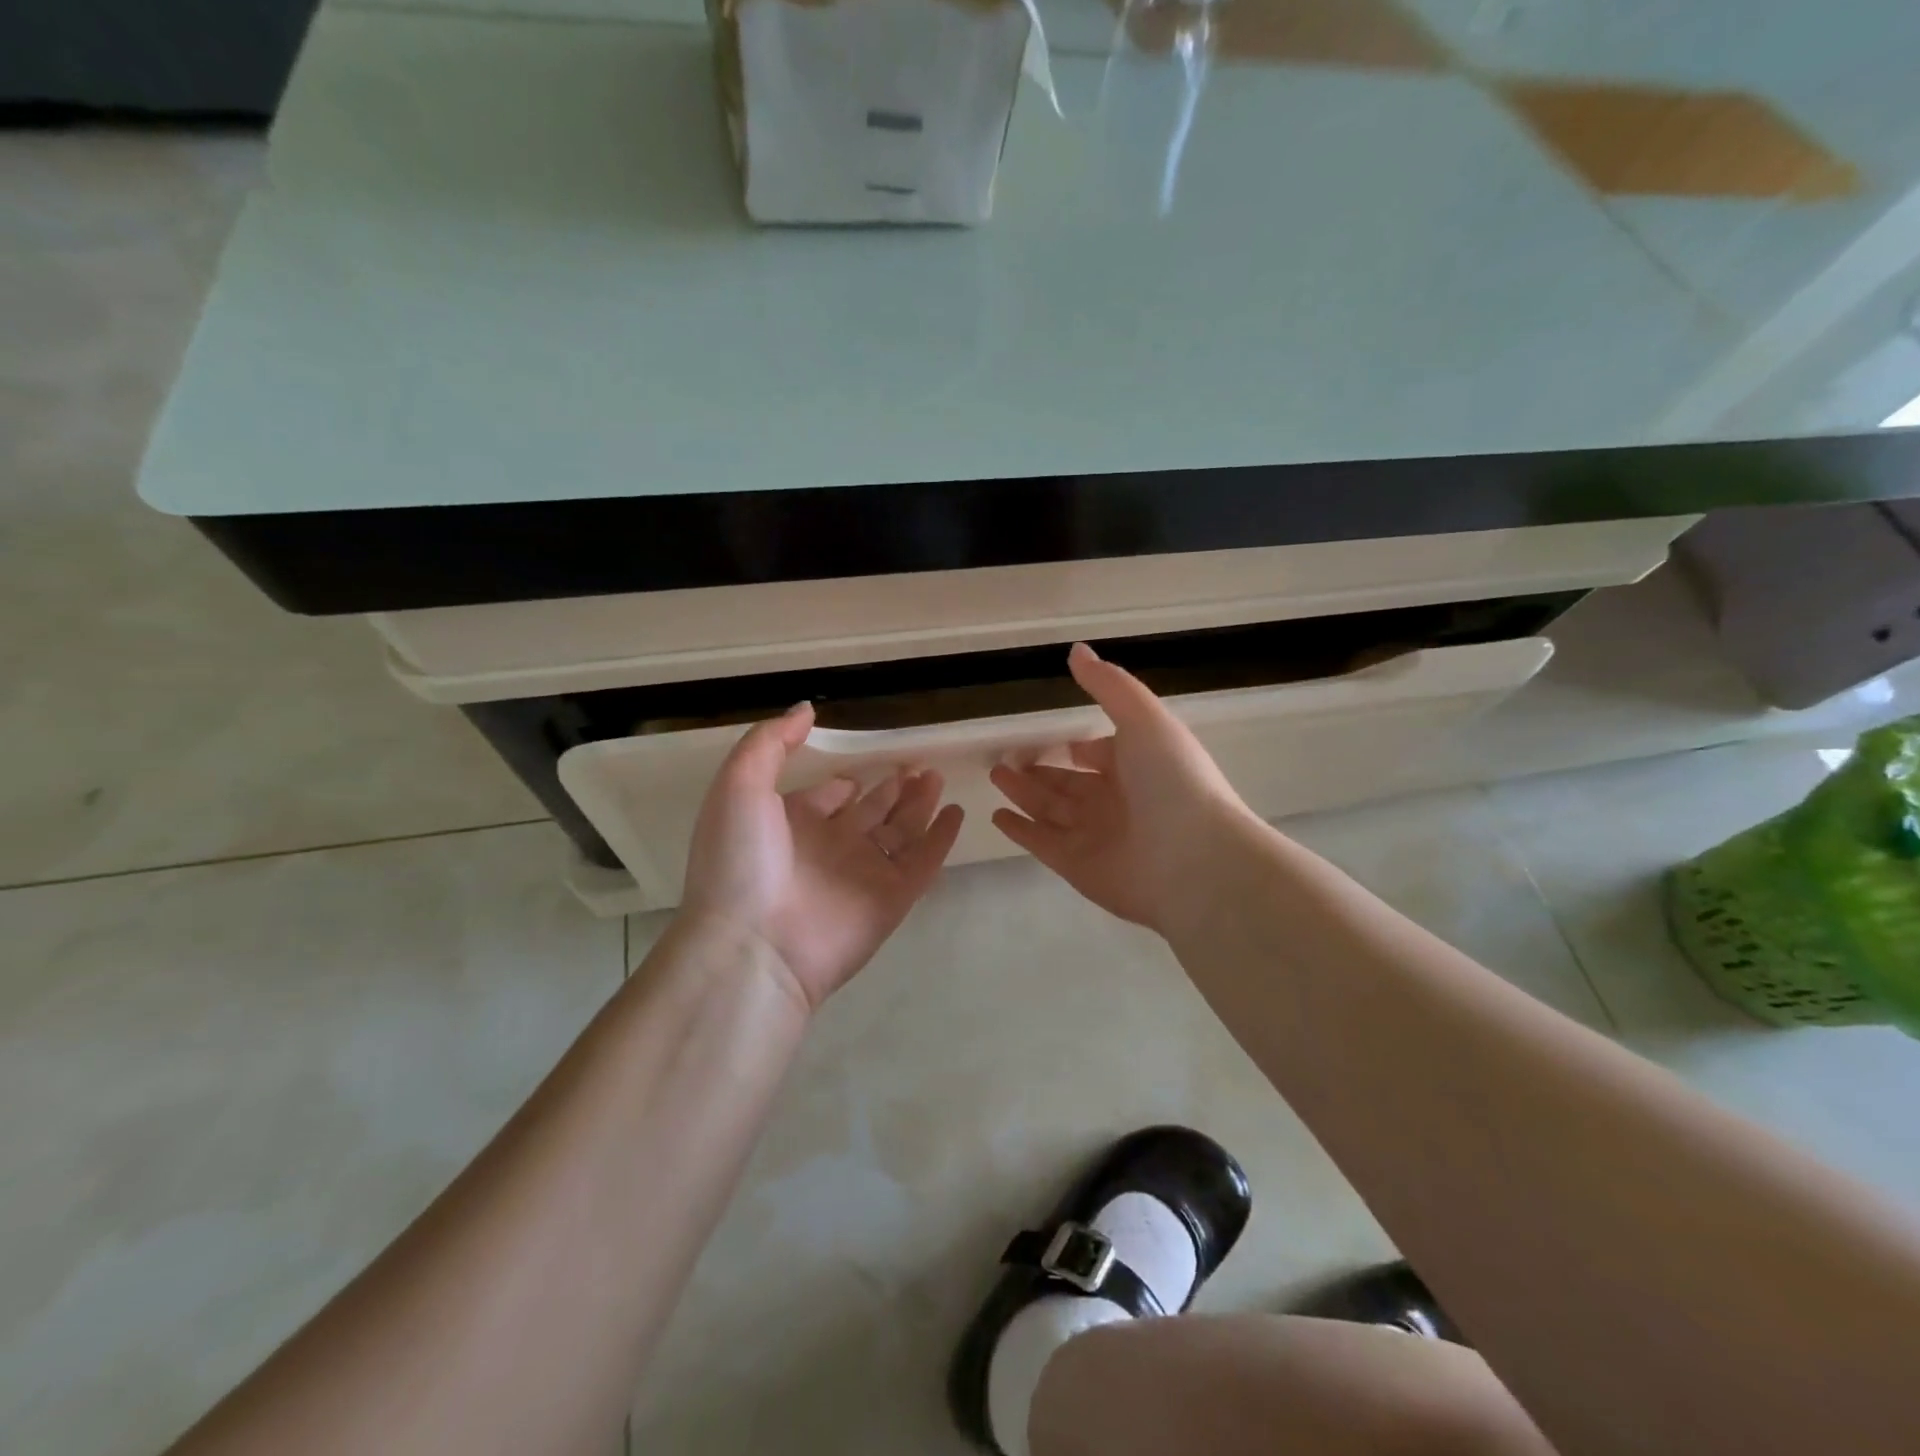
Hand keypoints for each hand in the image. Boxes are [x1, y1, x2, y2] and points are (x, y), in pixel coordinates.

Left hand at [680, 703, 965, 1010]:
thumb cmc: (740, 860)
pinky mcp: (891, 899)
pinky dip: (941, 839)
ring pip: (899, 832)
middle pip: (869, 813)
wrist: (754, 945)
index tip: (857, 771)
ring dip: (918, 805)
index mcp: (791, 826)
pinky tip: (955, 813)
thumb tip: (806, 710)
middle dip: (890, 790)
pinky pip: (923, 862)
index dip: (839, 786)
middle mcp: (829, 848)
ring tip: (936, 776)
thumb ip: (770, 742)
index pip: (823, 800)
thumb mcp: (740, 785)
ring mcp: (863, 874)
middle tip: (915, 765)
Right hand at [990, 643, 1257, 935]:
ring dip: (1023, 794)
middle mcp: (1116, 802)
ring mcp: (1096, 836)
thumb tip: (1077, 650)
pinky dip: (1020, 830)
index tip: (1044, 737)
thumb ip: (1109, 685)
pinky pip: (1042, 843)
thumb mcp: (1143, 719)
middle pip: (1069, 784)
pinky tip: (997, 815)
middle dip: (1038, 771)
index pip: (1098, 755)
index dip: (1074, 747)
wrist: (1194, 860)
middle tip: (1004, 759)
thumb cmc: (1172, 780)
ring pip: (1051, 810)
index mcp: (1136, 767)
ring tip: (995, 775)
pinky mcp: (1078, 867)